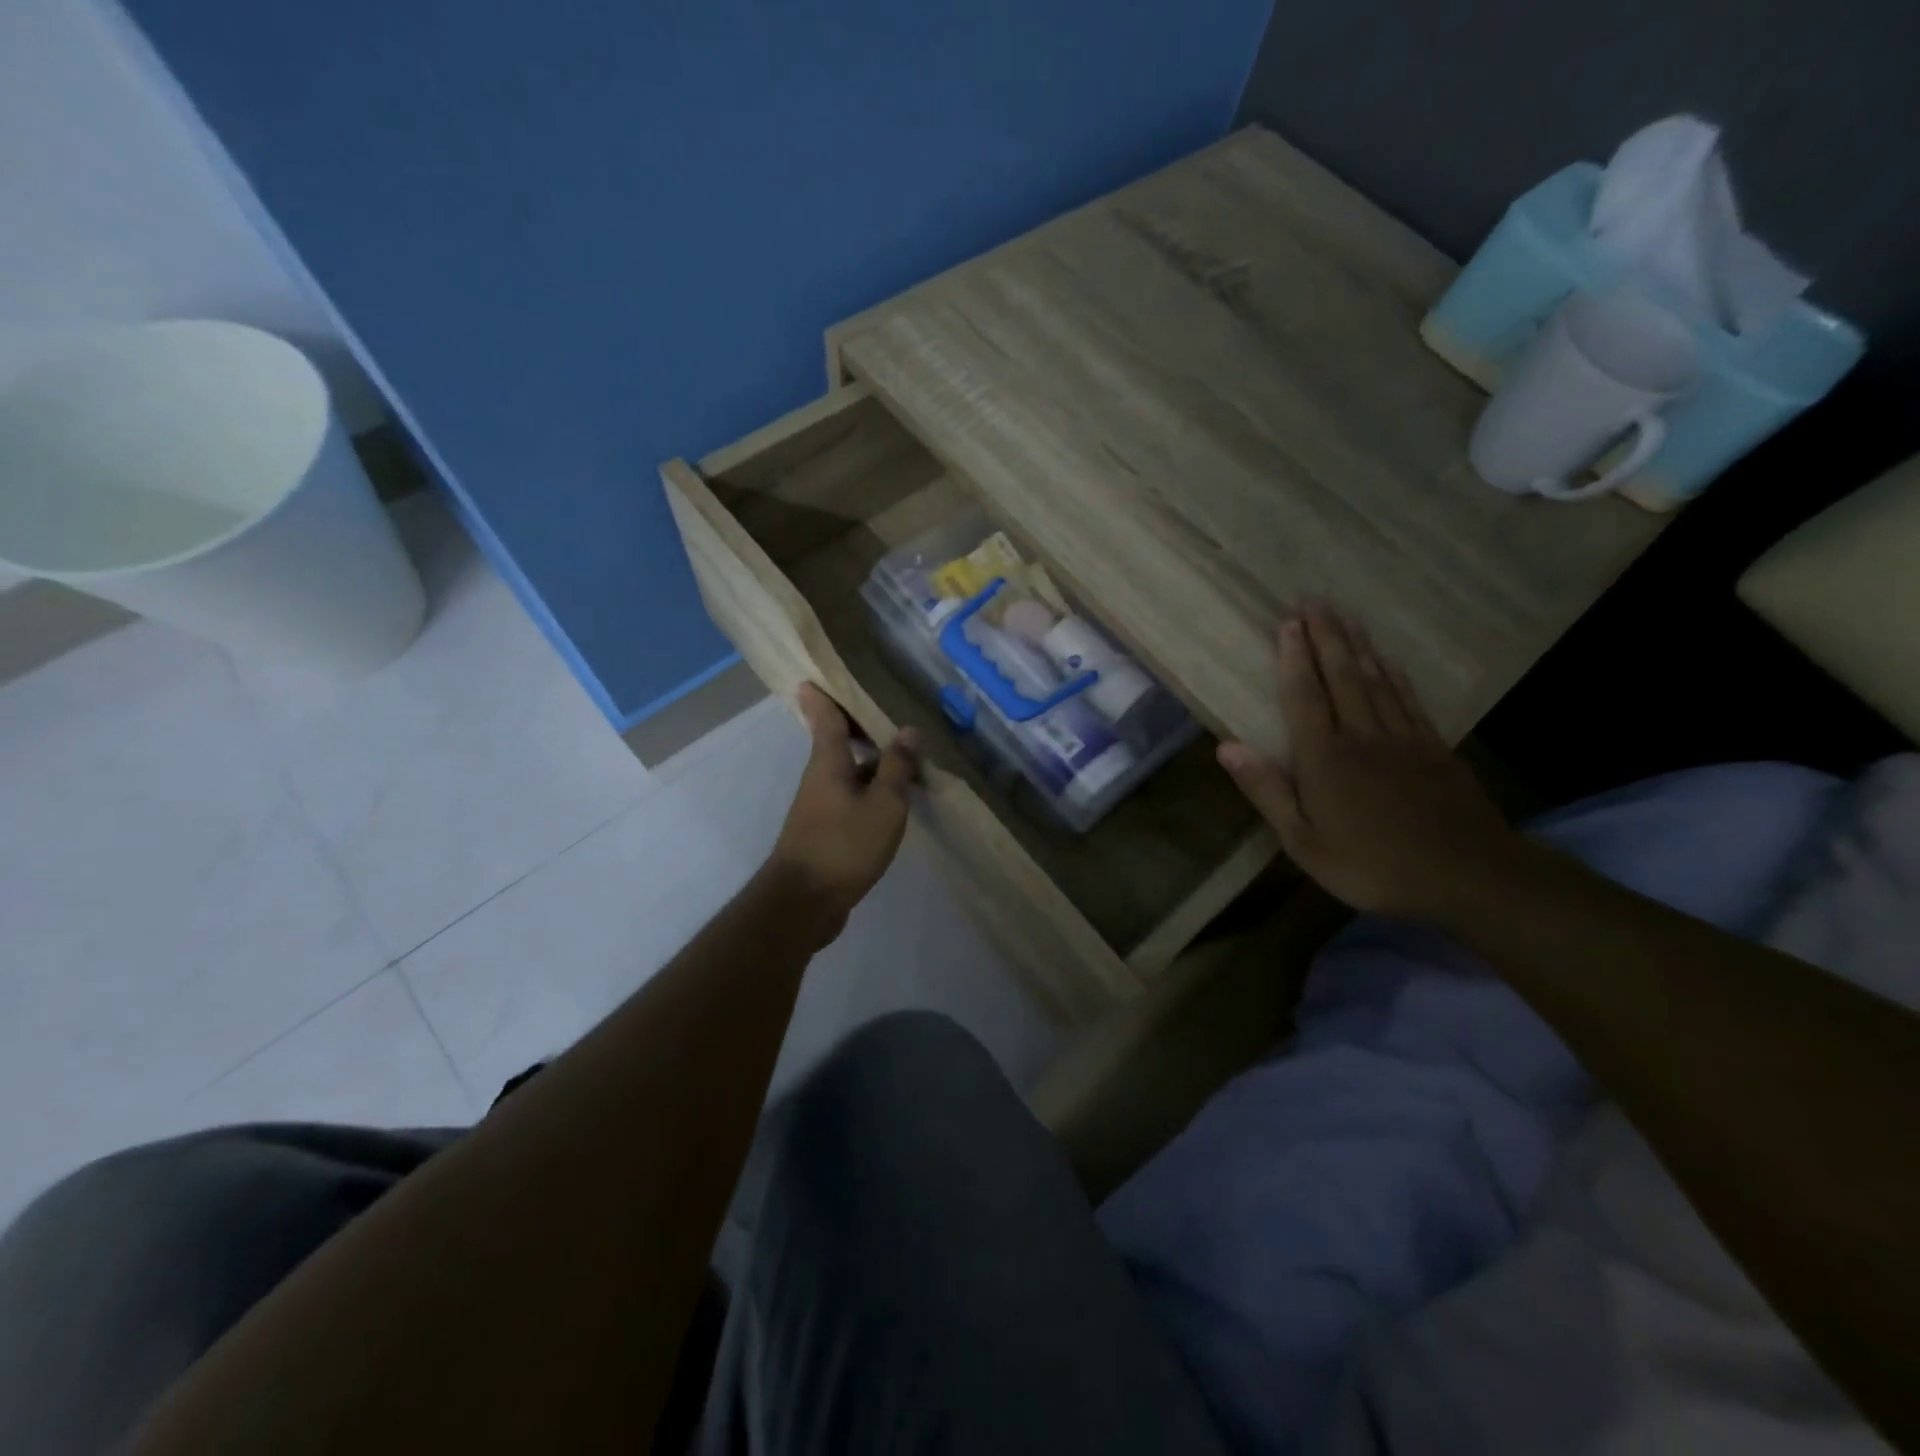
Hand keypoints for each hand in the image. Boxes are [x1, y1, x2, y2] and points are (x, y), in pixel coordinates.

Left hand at [766, 684, 919, 941]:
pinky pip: (852, 797)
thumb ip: (897, 768)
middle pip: (837, 743)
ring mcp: (820, 806)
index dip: (822, 695)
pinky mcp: (826, 831)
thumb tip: (909, 730)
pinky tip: (894, 797)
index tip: (814, 675)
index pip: (824, 718)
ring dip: (871, 760)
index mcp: (828, 762)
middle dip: (857, 725)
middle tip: (885, 707)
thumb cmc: (844, 845)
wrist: (804, 903)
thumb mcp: (883, 805)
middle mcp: (820, 778)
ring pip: (848, 772)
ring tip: (903, 751)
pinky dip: (871, 788)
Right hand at [1216, 609, 1519, 919]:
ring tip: (1345, 618)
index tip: (1287, 623)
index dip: (1293, 659)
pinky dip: (1394, 675)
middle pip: (1341, 676)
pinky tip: (1388, 661)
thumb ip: (1267, 791)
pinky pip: (1408, 700)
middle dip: (1326, 637)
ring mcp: (1403, 739)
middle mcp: (1362, 736)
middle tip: (1315, 601)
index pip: (1304, 696)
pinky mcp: (1434, 749)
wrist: (1467, 876)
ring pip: (1376, 681)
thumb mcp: (1304, 841)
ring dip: (1357, 647)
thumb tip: (1226, 747)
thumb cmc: (1372, 865)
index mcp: (1324, 758)